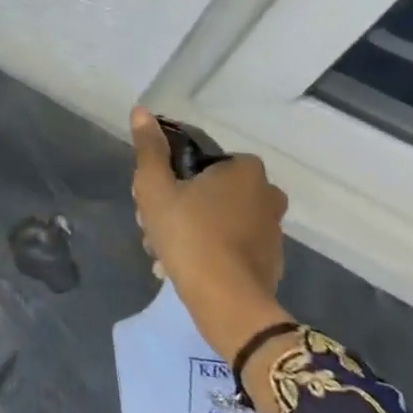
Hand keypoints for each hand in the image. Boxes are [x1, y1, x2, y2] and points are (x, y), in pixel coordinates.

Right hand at [129, 108, 290, 359]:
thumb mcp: (155, 188)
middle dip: (176, 205)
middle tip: (151, 225)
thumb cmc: (189, 234)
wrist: (227, 301)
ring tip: (162, 252)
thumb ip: (149, 149)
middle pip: (206, 189)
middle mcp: (266, 194)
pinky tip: (181, 266)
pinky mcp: (270, 260)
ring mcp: (271, 229)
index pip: (199, 161)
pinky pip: (228, 244)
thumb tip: (141, 111)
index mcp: (244, 170)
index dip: (170, 176)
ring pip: (215, 218)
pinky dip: (206, 249)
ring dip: (187, 229)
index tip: (150, 198)